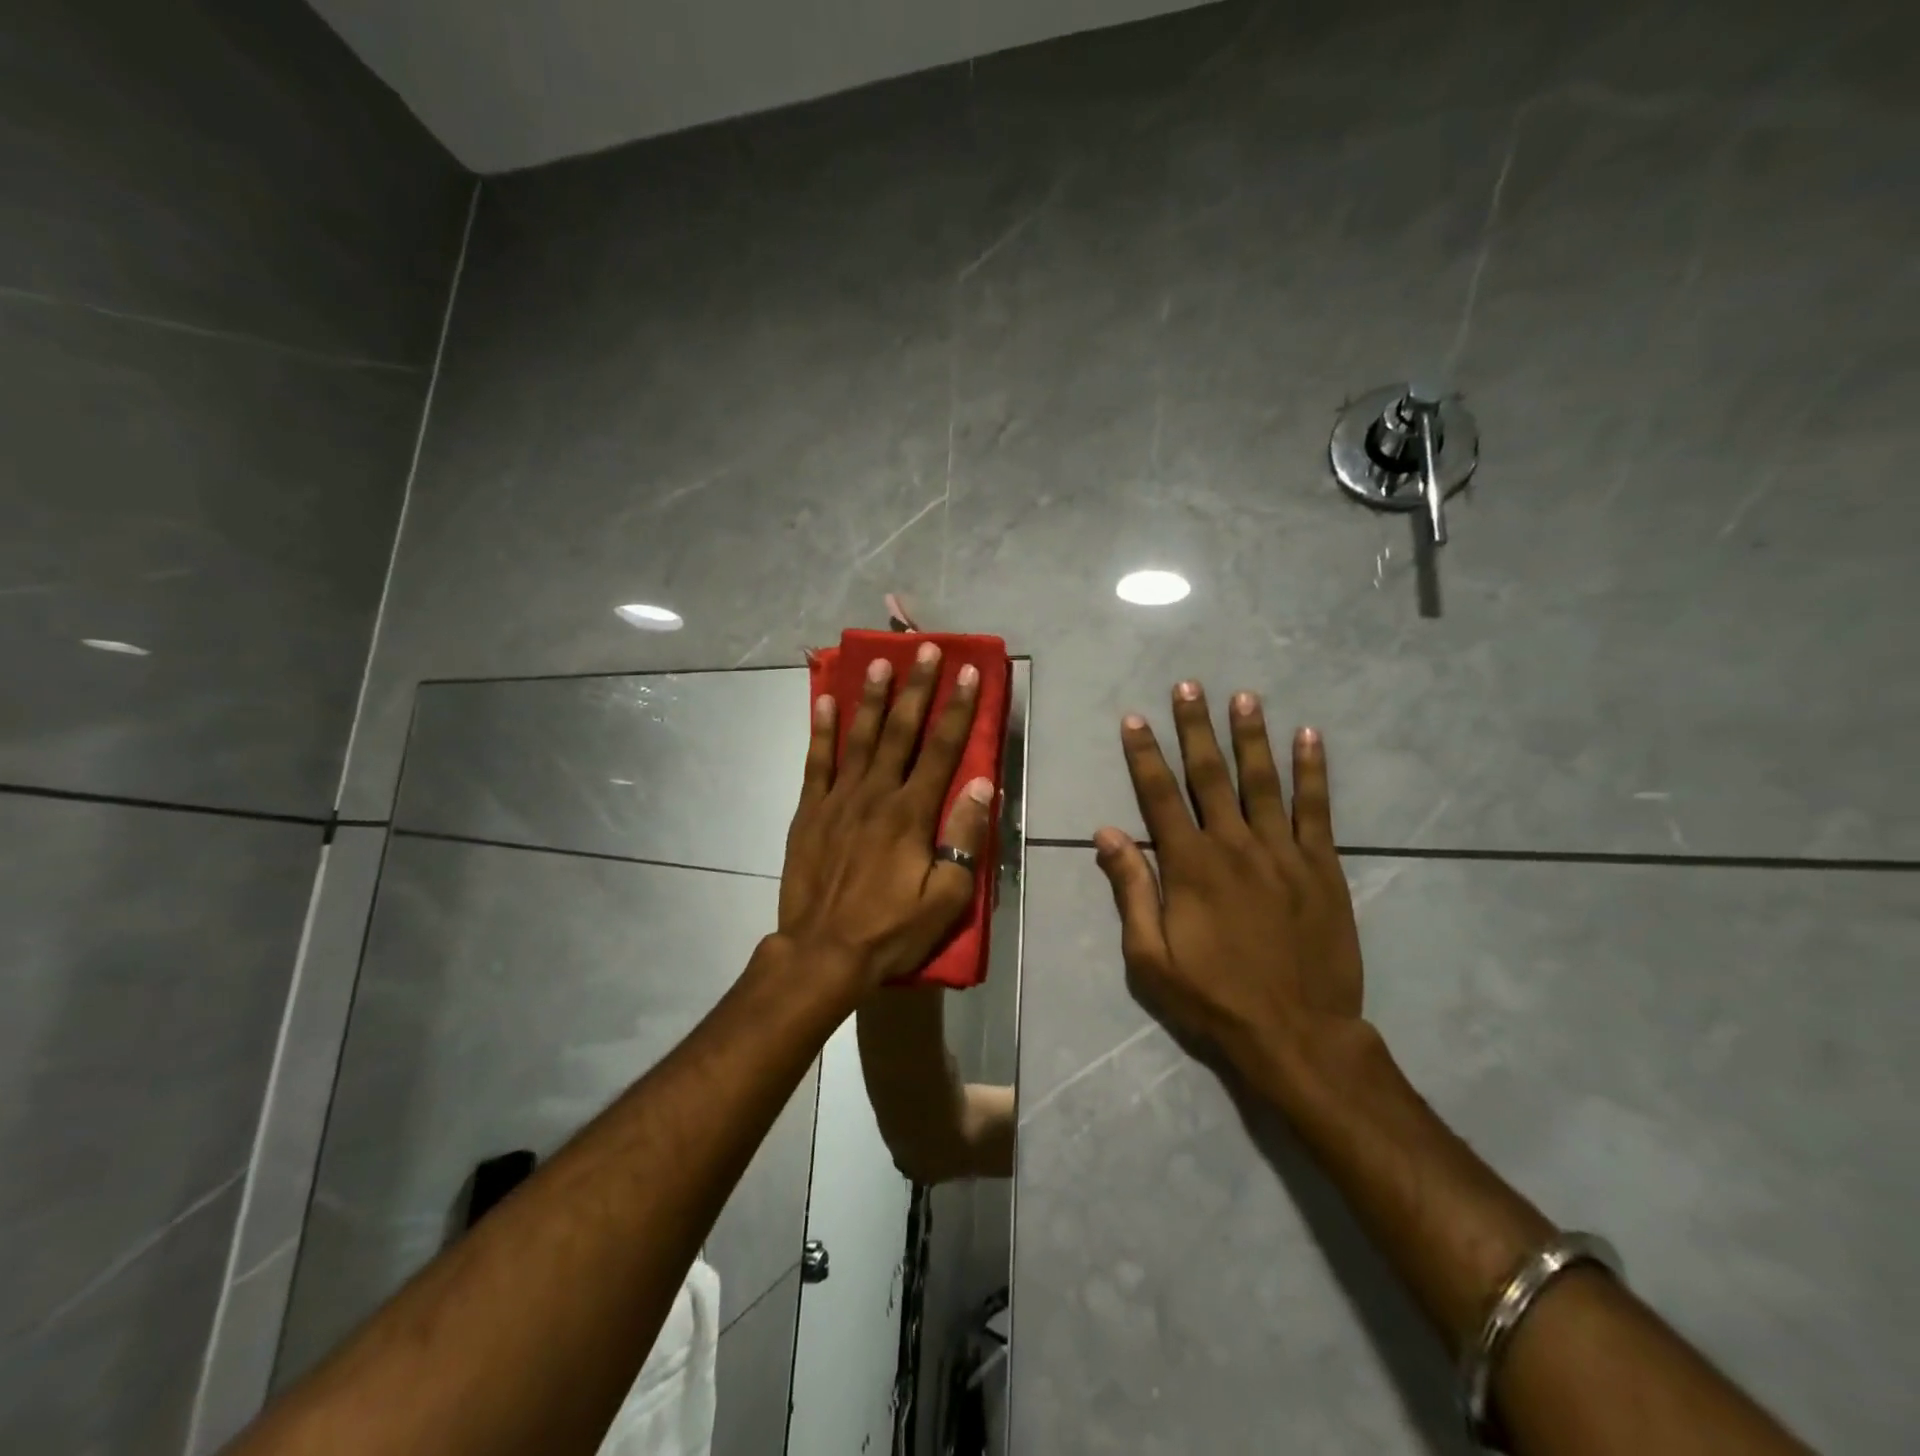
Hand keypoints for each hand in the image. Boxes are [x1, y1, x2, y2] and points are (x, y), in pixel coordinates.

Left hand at [780, 642, 994, 992]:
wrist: (822, 954)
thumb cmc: (891, 930)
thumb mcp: (945, 897)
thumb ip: (965, 838)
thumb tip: (981, 784)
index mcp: (911, 813)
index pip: (942, 750)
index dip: (958, 709)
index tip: (969, 673)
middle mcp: (876, 794)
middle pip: (901, 731)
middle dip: (917, 688)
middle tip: (926, 649)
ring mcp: (838, 800)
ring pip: (859, 737)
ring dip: (872, 697)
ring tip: (880, 662)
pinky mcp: (809, 812)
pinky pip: (816, 762)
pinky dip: (821, 730)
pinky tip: (825, 701)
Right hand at [1094, 682, 1366, 1088]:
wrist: (1297, 1034)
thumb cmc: (1213, 998)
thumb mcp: (1150, 956)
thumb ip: (1131, 889)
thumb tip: (1107, 833)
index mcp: (1189, 866)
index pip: (1159, 796)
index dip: (1145, 755)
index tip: (1135, 719)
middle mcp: (1234, 845)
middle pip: (1210, 775)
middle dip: (1195, 728)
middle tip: (1189, 686)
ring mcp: (1282, 853)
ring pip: (1263, 781)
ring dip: (1251, 736)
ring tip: (1245, 697)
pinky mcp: (1322, 867)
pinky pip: (1317, 809)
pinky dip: (1313, 772)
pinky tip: (1309, 738)